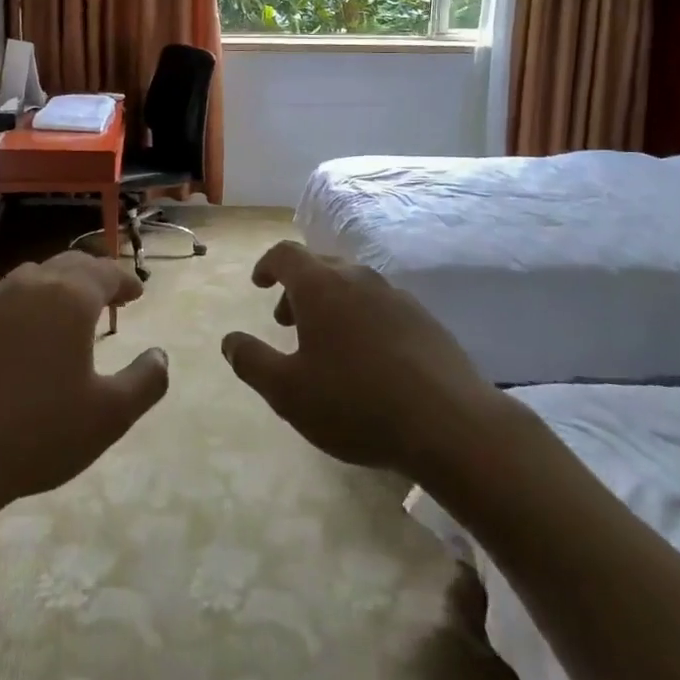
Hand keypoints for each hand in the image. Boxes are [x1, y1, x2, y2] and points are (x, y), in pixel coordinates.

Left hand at [0, 252, 168, 523]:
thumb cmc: (38, 433)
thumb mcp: (110, 416)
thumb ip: (146, 381)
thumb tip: (160, 355)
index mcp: (68, 298)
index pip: (104, 272)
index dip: (124, 280)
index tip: (137, 293)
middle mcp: (29, 287)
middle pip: (68, 265)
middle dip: (93, 275)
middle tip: (109, 295)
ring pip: (31, 278)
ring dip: (56, 287)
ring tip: (66, 312)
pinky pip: (1, 302)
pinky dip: (23, 307)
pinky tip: (21, 338)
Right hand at [221, 241, 509, 478]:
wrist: (450, 424)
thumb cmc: (355, 403)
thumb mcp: (288, 392)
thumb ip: (251, 361)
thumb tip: (229, 340)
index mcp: (321, 286)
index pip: (286, 254)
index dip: (267, 265)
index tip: (259, 284)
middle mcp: (359, 278)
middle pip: (320, 266)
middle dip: (297, 289)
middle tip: (286, 323)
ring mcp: (396, 296)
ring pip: (352, 285)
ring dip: (330, 304)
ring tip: (326, 345)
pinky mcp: (424, 319)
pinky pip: (380, 305)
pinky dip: (361, 318)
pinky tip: (368, 359)